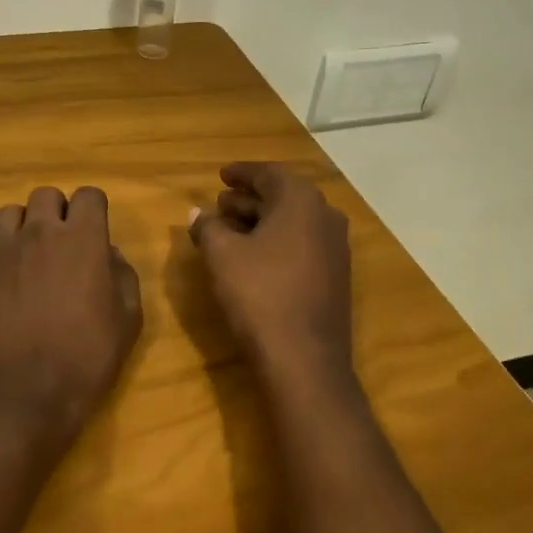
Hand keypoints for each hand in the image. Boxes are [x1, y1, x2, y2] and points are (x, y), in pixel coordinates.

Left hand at [0, 186, 142, 434]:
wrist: (19, 394)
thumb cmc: (84, 359)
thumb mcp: (127, 321)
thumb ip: (123, 276)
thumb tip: (108, 254)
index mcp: (82, 239)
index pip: (90, 195)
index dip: (95, 211)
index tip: (96, 233)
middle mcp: (39, 232)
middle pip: (46, 196)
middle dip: (57, 213)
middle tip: (63, 245)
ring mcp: (0, 249)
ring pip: (10, 213)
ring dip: (24, 227)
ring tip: (28, 257)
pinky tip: (2, 275)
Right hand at [189, 162, 352, 386]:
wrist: (304, 358)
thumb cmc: (259, 294)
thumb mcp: (222, 255)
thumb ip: (207, 227)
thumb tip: (197, 214)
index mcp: (301, 200)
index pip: (268, 174)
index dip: (241, 173)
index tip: (221, 175)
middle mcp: (325, 216)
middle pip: (283, 197)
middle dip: (249, 198)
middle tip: (220, 203)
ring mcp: (335, 248)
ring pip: (293, 222)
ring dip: (261, 220)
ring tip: (230, 228)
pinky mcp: (335, 276)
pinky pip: (302, 244)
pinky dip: (277, 241)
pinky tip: (253, 256)